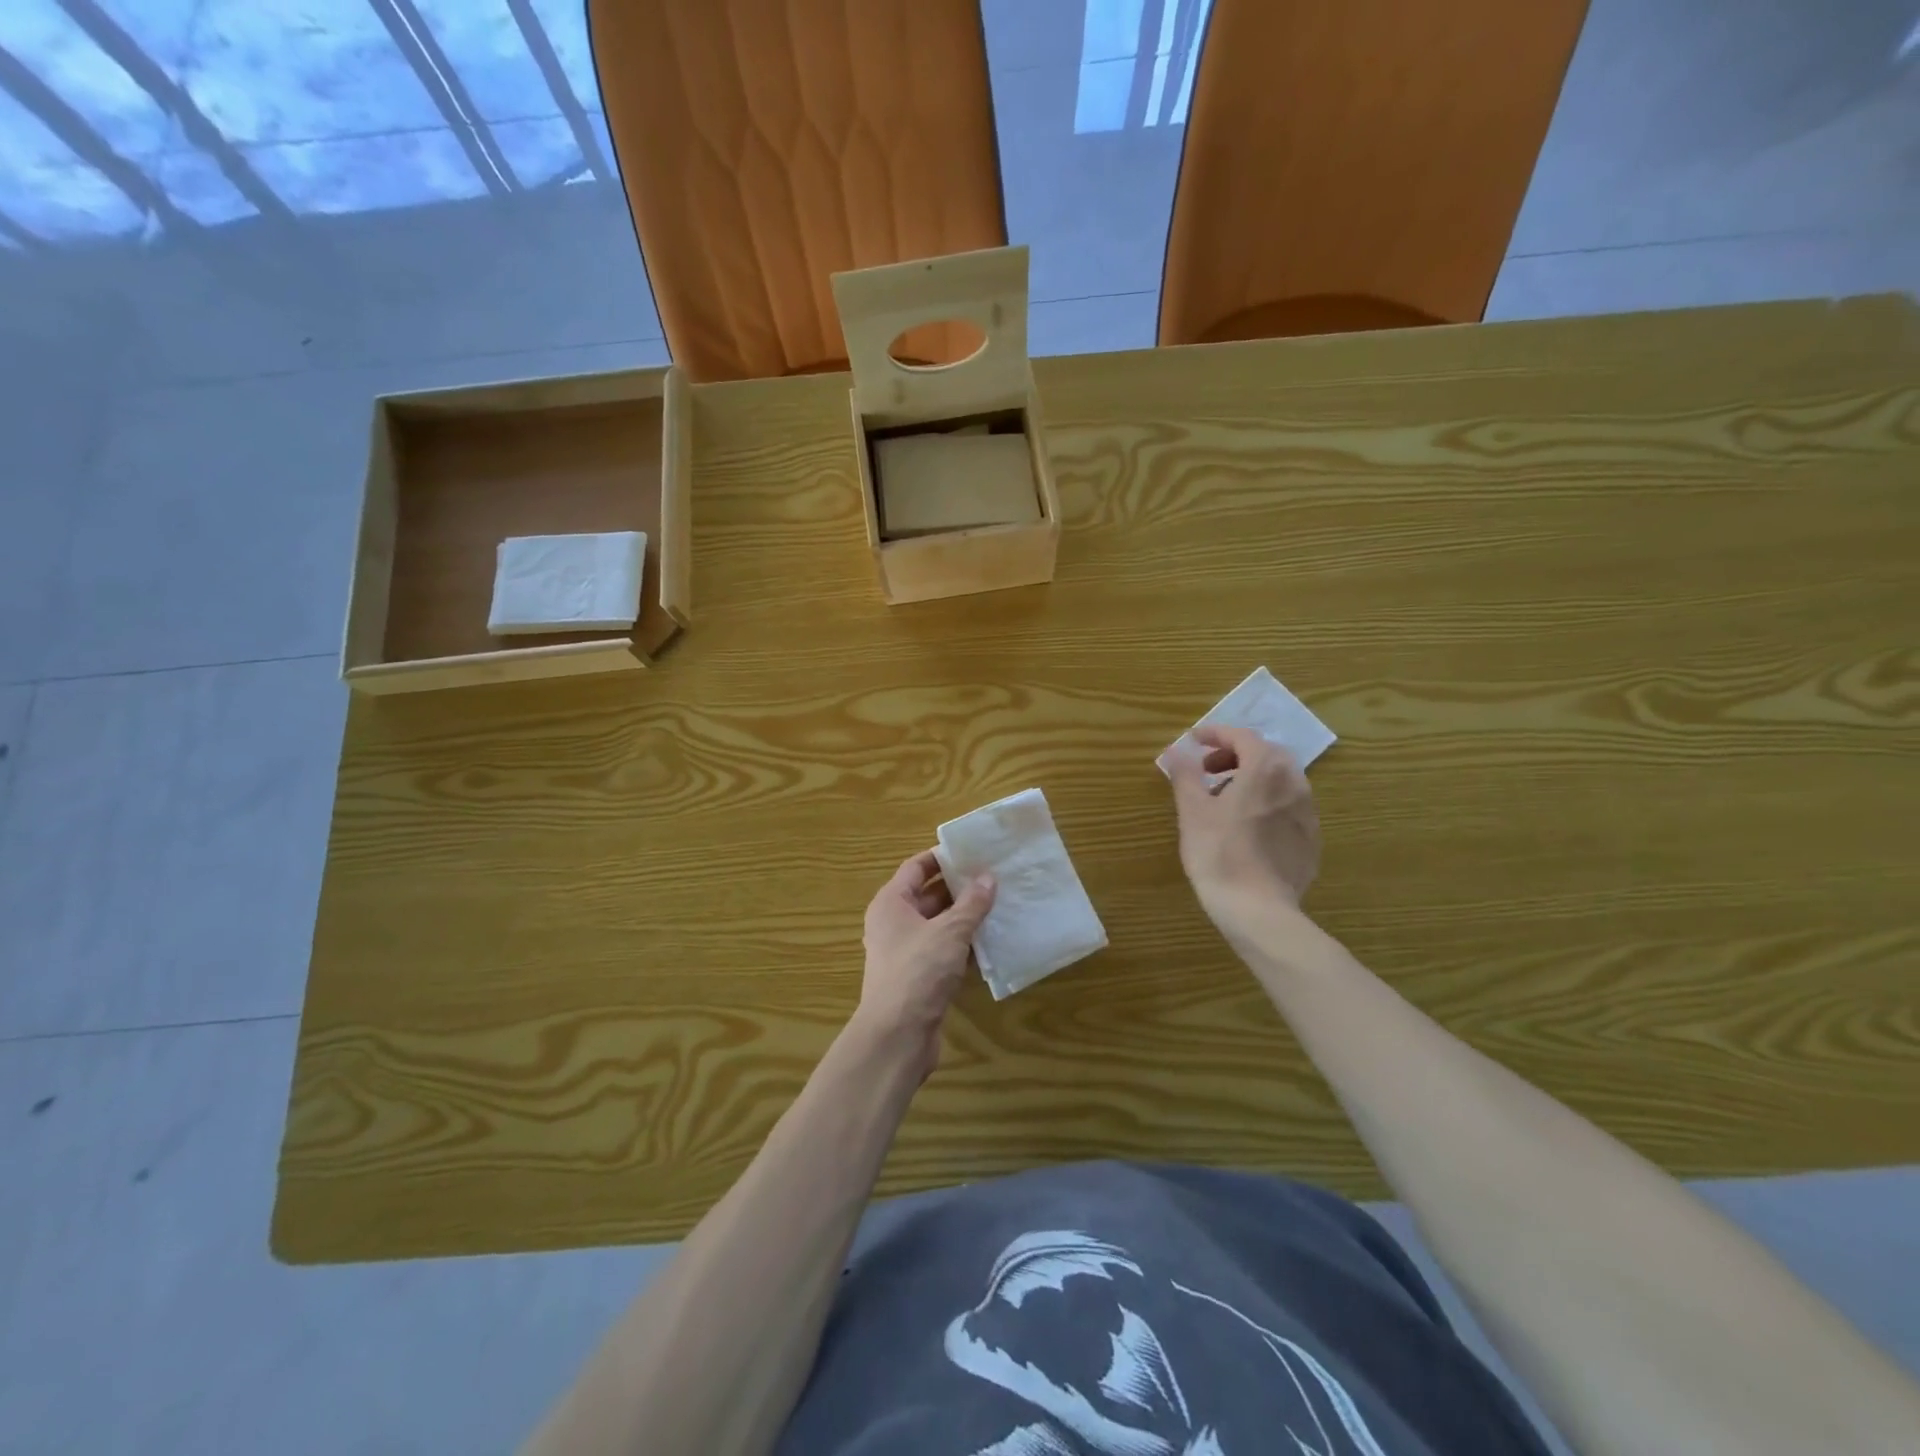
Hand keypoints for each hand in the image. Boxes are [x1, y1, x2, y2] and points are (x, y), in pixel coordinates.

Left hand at [853, 850, 995, 1073]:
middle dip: (960, 888)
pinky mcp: (919, 978)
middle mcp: (893, 923)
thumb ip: (971, 904)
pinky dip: (963, 946)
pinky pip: (943, 952)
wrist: (897, 1036)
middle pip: (928, 896)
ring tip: (1000, 906)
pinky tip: (991, 944)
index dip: (942, 858)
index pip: (916, 868)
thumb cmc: (917, 971)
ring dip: (965, 918)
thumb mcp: (949, 931)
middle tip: (995, 877)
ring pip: (938, 926)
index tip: (973, 851)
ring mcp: (905, 952)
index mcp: (891, 903)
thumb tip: (988, 877)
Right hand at [1168, 725, 1320, 934]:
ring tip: (1225, 799)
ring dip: (1253, 778)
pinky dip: (1267, 802)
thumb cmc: (1219, 854)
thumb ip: (1186, 775)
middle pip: (1267, 754)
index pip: (1243, 736)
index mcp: (1265, 769)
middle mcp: (1294, 783)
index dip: (1217, 734)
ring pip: (1281, 780)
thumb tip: (1178, 751)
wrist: (1259, 910)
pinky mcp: (1311, 840)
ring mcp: (1308, 813)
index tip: (1194, 740)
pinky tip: (1248, 827)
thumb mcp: (1192, 811)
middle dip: (1236, 754)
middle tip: (1208, 770)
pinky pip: (1289, 807)